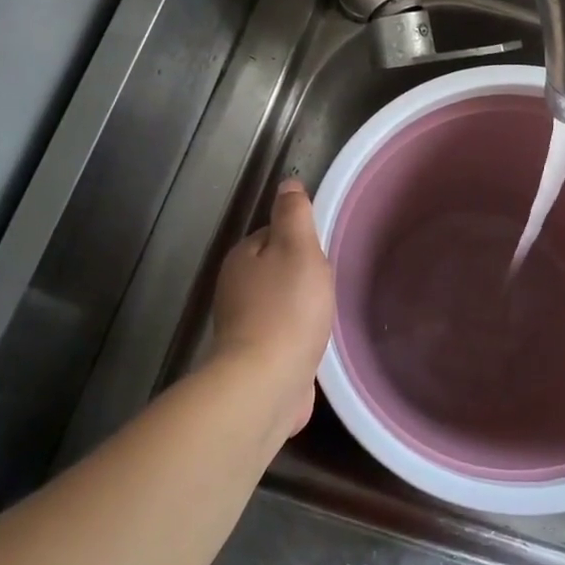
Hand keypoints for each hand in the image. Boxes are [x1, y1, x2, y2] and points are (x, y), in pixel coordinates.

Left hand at [210, 180, 334, 438]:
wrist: (267, 382)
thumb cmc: (288, 308)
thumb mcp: (298, 248)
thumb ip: (294, 214)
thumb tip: (287, 183)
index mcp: (242, 257)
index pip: (273, 234)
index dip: (301, 240)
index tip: (324, 254)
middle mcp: (235, 289)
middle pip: (275, 269)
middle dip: (302, 275)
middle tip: (329, 285)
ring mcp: (243, 326)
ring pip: (279, 303)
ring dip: (301, 307)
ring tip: (326, 314)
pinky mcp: (255, 358)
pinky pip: (281, 335)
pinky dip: (297, 335)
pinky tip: (315, 344)